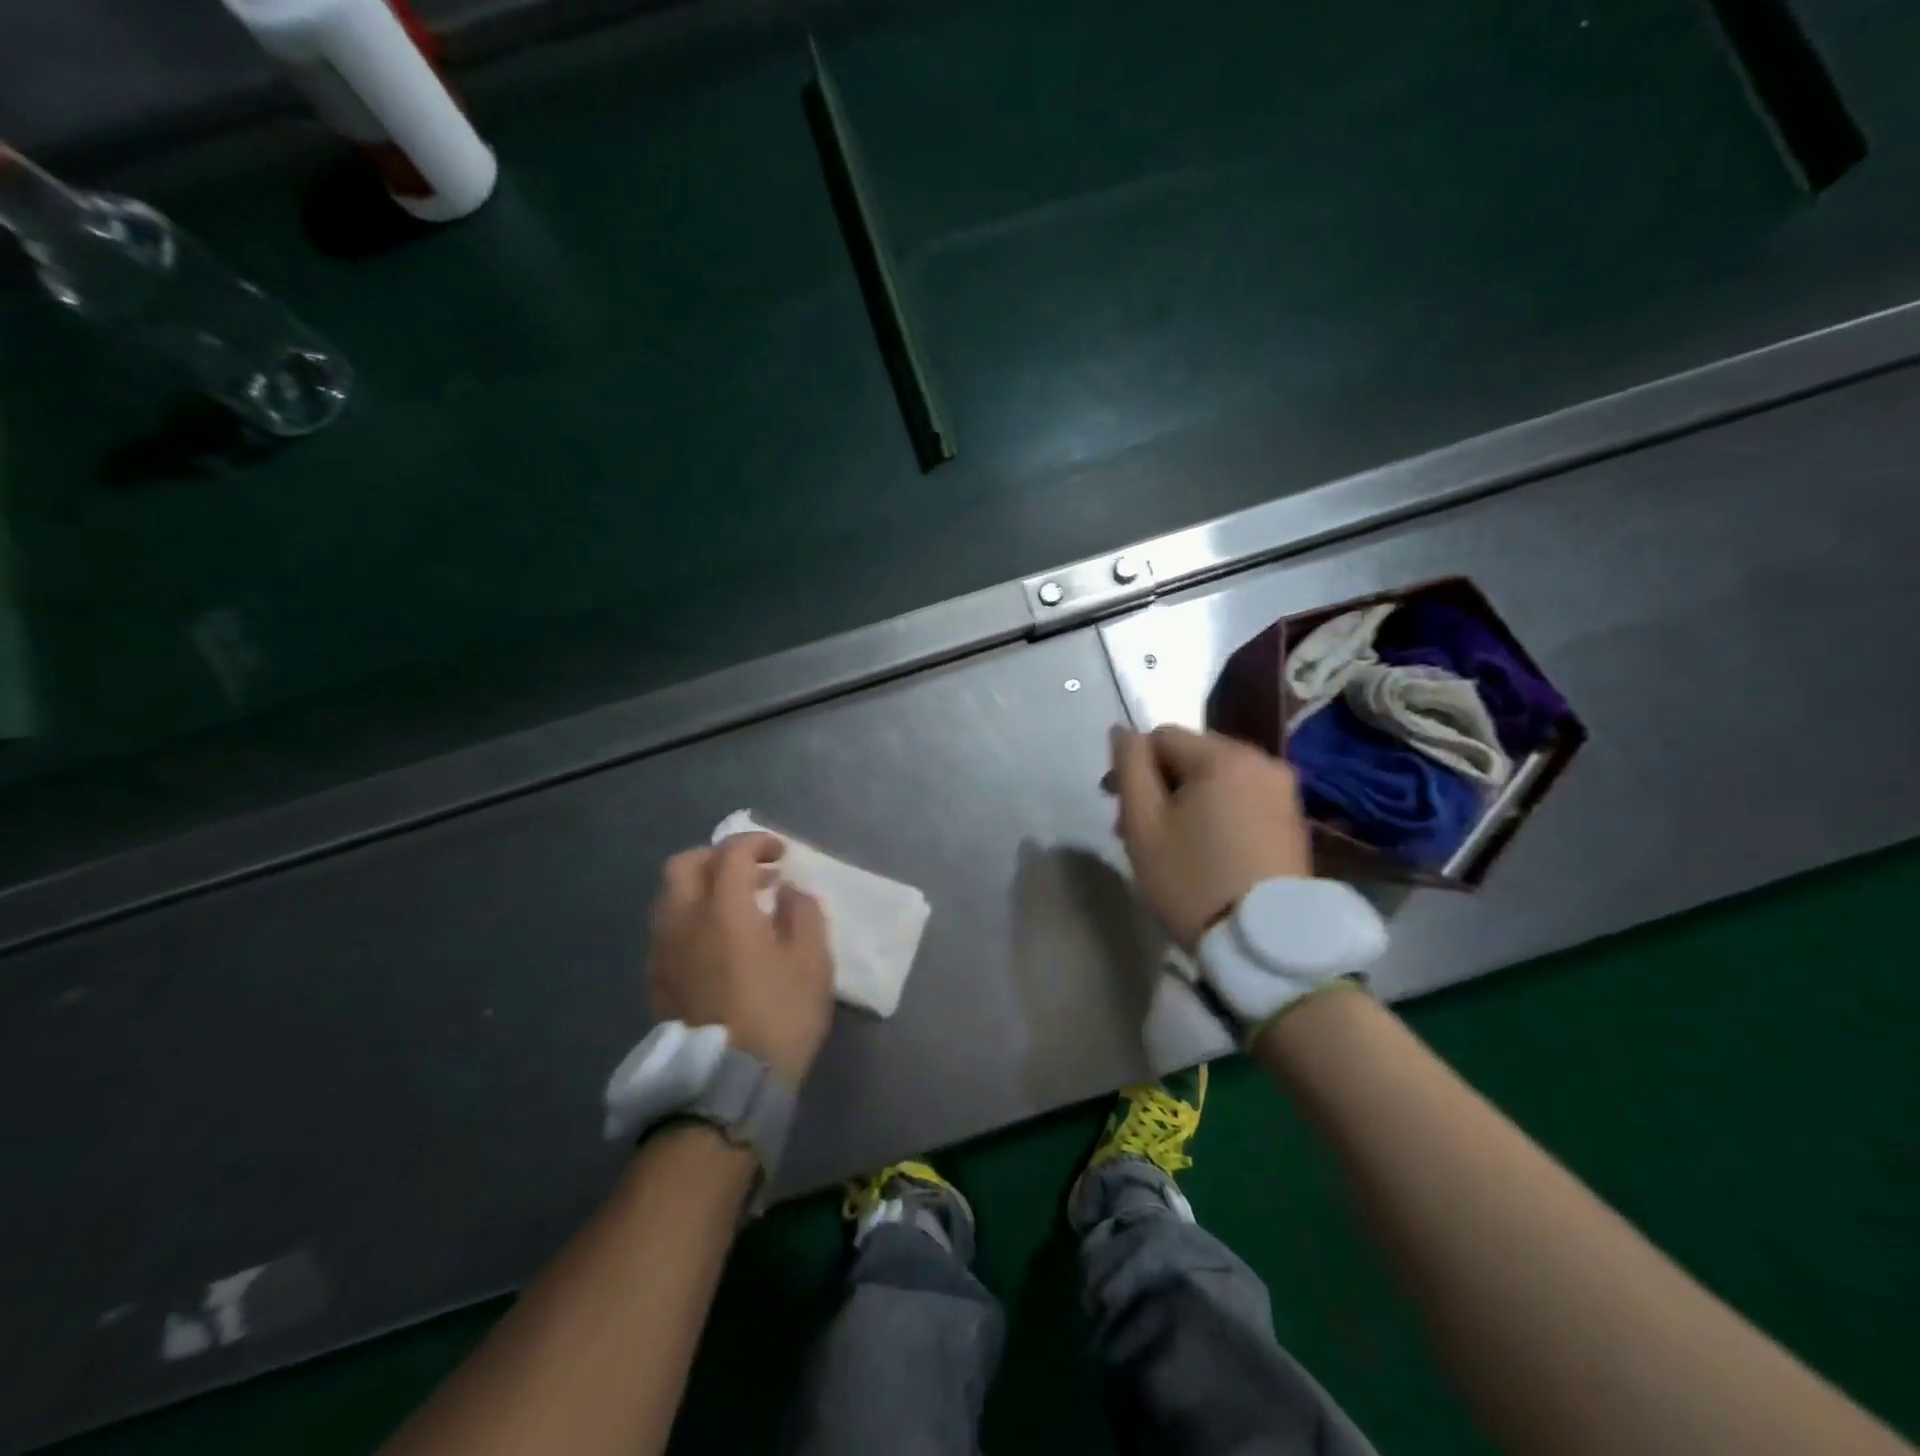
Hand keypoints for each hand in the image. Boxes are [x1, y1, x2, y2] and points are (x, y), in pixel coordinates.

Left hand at [647, 832, 834, 1087]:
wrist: (727, 1085)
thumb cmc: (779, 1017)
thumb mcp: (812, 962)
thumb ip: (803, 913)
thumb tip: (787, 890)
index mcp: (724, 909)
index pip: (732, 853)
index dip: (758, 843)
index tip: (781, 855)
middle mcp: (683, 920)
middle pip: (685, 864)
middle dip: (718, 857)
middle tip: (749, 872)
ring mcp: (662, 951)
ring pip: (669, 897)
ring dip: (700, 887)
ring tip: (733, 906)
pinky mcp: (655, 979)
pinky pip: (666, 929)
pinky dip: (690, 918)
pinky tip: (715, 942)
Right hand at [1107, 724, 1312, 948]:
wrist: (1264, 943)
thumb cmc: (1192, 879)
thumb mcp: (1144, 824)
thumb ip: (1129, 767)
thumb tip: (1122, 730)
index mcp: (1223, 756)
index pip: (1161, 737)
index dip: (1133, 768)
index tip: (1119, 810)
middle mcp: (1261, 761)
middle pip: (1191, 756)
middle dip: (1159, 785)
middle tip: (1139, 831)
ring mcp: (1283, 791)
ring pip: (1216, 779)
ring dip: (1186, 800)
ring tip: (1171, 844)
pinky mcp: (1292, 819)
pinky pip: (1241, 799)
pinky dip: (1216, 813)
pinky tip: (1205, 850)